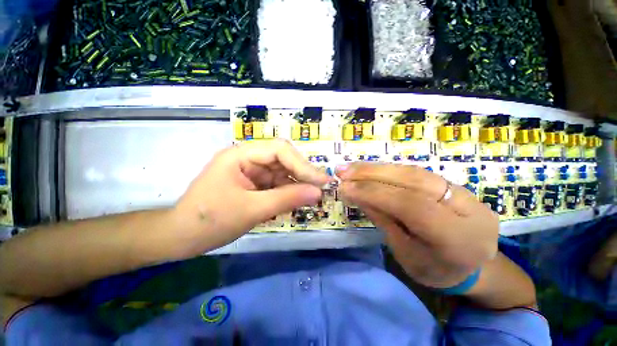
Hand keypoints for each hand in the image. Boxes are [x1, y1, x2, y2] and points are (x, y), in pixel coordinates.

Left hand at [175, 139, 330, 252]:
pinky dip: (286, 193)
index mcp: (241, 155)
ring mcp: (251, 171)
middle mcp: (248, 159)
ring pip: (282, 173)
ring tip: (309, 198)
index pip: (280, 150)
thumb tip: (317, 193)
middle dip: (302, 175)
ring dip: (295, 186)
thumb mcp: (252, 210)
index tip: (321, 181)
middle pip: (283, 160)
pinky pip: (276, 184)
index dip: (303, 165)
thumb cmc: (210, 221)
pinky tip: (293, 202)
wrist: (181, 238)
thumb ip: (287, 199)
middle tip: (320, 190)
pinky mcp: (253, 184)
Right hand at [337, 163, 498, 288]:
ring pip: (413, 171)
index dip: (374, 193)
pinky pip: (415, 173)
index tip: (344, 188)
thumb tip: (356, 193)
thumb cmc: (435, 269)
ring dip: (377, 168)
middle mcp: (467, 208)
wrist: (472, 267)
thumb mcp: (404, 253)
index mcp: (458, 238)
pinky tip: (369, 169)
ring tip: (350, 168)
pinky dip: (388, 170)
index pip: (411, 205)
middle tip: (342, 171)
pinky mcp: (452, 184)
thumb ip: (383, 220)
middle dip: (372, 173)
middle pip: (414, 180)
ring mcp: (463, 192)